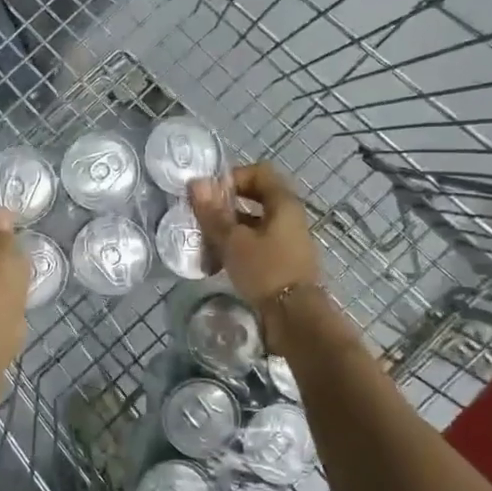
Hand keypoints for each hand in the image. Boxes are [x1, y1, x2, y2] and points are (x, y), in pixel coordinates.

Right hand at [189, 163, 320, 310]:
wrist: (295, 318)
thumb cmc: (266, 271)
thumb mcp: (233, 241)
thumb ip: (213, 213)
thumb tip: (196, 182)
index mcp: (284, 203)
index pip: (259, 172)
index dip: (233, 177)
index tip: (210, 194)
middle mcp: (289, 217)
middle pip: (254, 199)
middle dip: (225, 207)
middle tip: (202, 218)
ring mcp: (287, 241)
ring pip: (253, 225)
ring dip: (228, 230)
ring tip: (204, 244)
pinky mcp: (282, 263)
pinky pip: (256, 246)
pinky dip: (237, 249)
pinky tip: (217, 264)